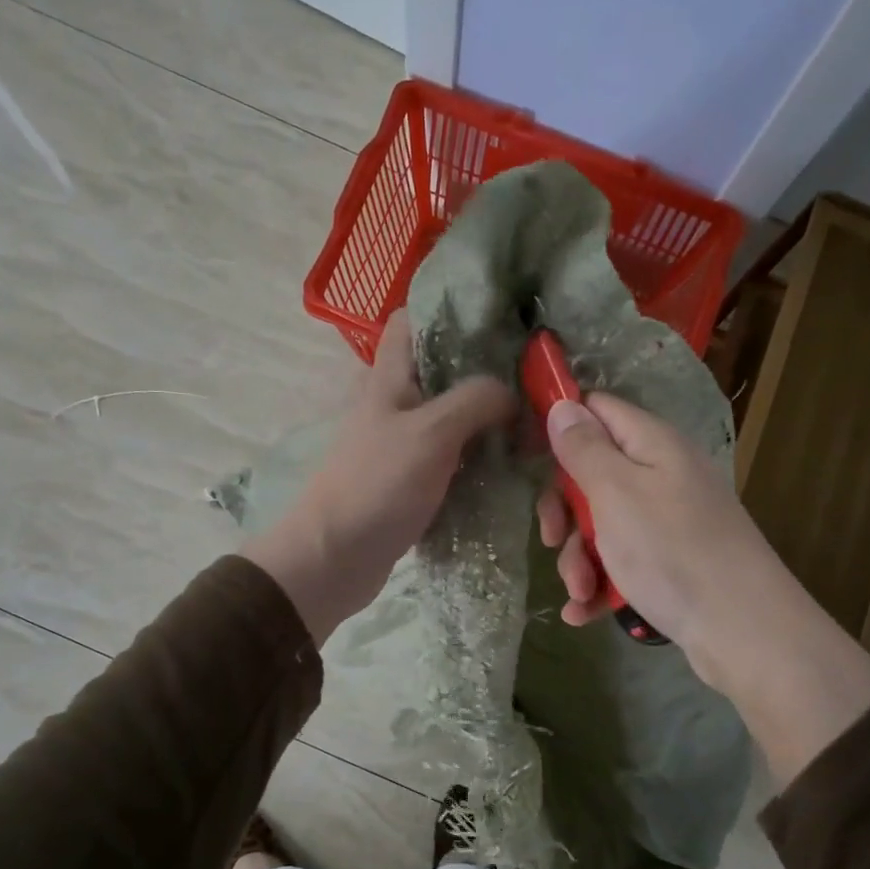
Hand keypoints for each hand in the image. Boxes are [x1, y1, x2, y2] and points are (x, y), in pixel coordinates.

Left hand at [244, 313, 516, 643]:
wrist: (334, 558)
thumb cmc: (378, 484)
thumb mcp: (432, 432)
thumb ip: (475, 399)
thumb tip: (512, 392)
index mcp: (389, 377)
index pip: (412, 320)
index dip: (451, 310)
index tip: (501, 319)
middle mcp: (394, 403)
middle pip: (443, 371)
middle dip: (486, 372)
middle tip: (535, 379)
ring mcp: (402, 443)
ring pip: (452, 417)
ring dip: (487, 420)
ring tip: (534, 423)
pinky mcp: (411, 480)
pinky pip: (452, 458)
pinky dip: (478, 458)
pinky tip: (511, 464)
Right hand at [539, 394, 869, 778]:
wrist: (742, 631)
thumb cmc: (672, 551)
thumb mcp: (616, 493)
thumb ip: (585, 448)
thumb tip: (564, 404)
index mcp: (652, 445)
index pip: (598, 409)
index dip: (562, 424)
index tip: (528, 455)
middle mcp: (661, 475)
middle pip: (593, 473)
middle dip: (565, 511)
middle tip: (552, 538)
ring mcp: (667, 521)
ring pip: (602, 524)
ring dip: (579, 557)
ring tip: (581, 590)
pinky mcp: (669, 562)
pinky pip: (622, 560)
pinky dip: (600, 582)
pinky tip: (584, 612)